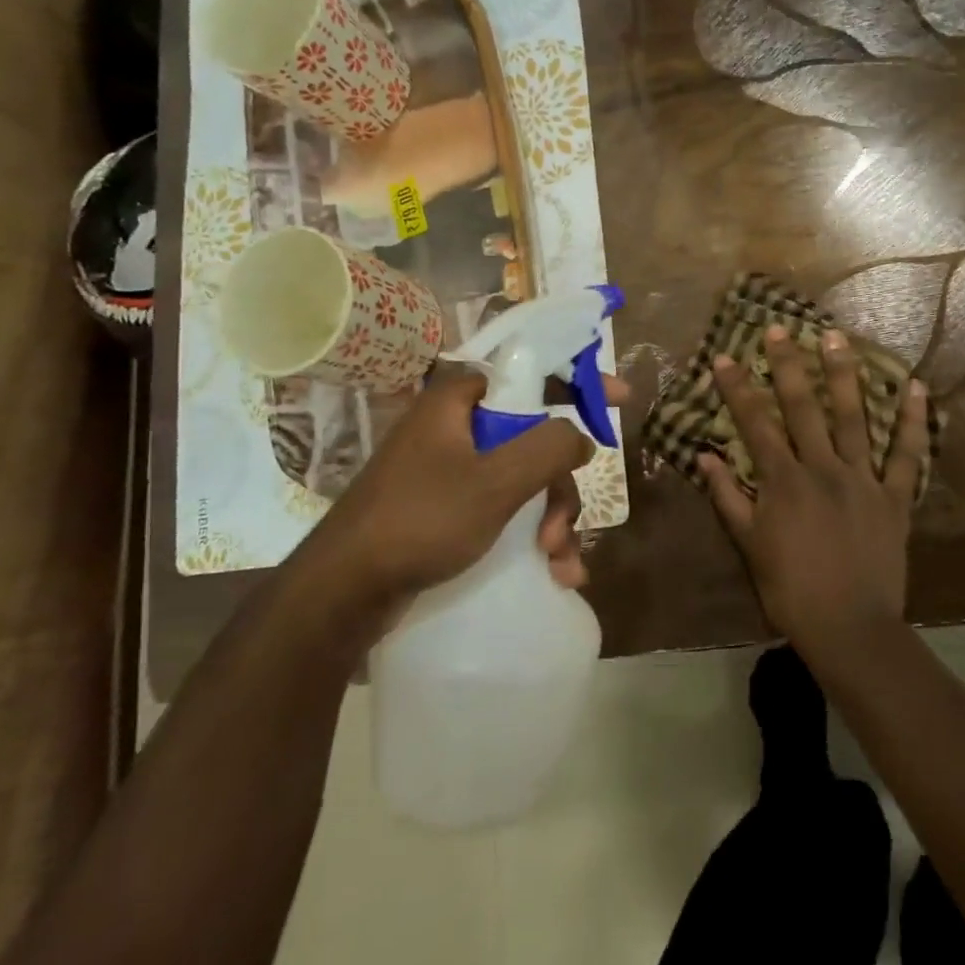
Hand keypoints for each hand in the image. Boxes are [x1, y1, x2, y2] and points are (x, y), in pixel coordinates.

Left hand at [286, 365, 628, 638]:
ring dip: (552, 521)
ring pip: (524, 480)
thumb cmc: (421, 521)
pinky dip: (531, 537)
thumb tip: (580, 436)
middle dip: (561, 488)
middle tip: (564, 530)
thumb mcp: (495, 482)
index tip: (620, 399)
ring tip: (559, 566)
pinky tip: (552, 575)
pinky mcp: (447, 510)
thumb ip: (548, 447)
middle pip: (534, 438)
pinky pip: (504, 510)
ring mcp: (450, 472)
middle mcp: (456, 429)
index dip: (578, 383)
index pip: (529, 372)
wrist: (345, 593)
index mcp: (459, 402)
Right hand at [699, 326, 928, 650]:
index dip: (738, 389)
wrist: (849, 627)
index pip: (755, 424)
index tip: (724, 357)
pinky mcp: (895, 498)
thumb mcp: (749, 545)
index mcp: (784, 481)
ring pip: (854, 418)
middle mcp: (823, 468)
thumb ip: (727, 497)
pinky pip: (908, 455)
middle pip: (803, 408)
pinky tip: (919, 389)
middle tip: (780, 329)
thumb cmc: (791, 589)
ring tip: (838, 339)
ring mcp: (864, 479)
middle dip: (788, 366)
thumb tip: (705, 457)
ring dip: (845, 376)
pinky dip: (915, 422)